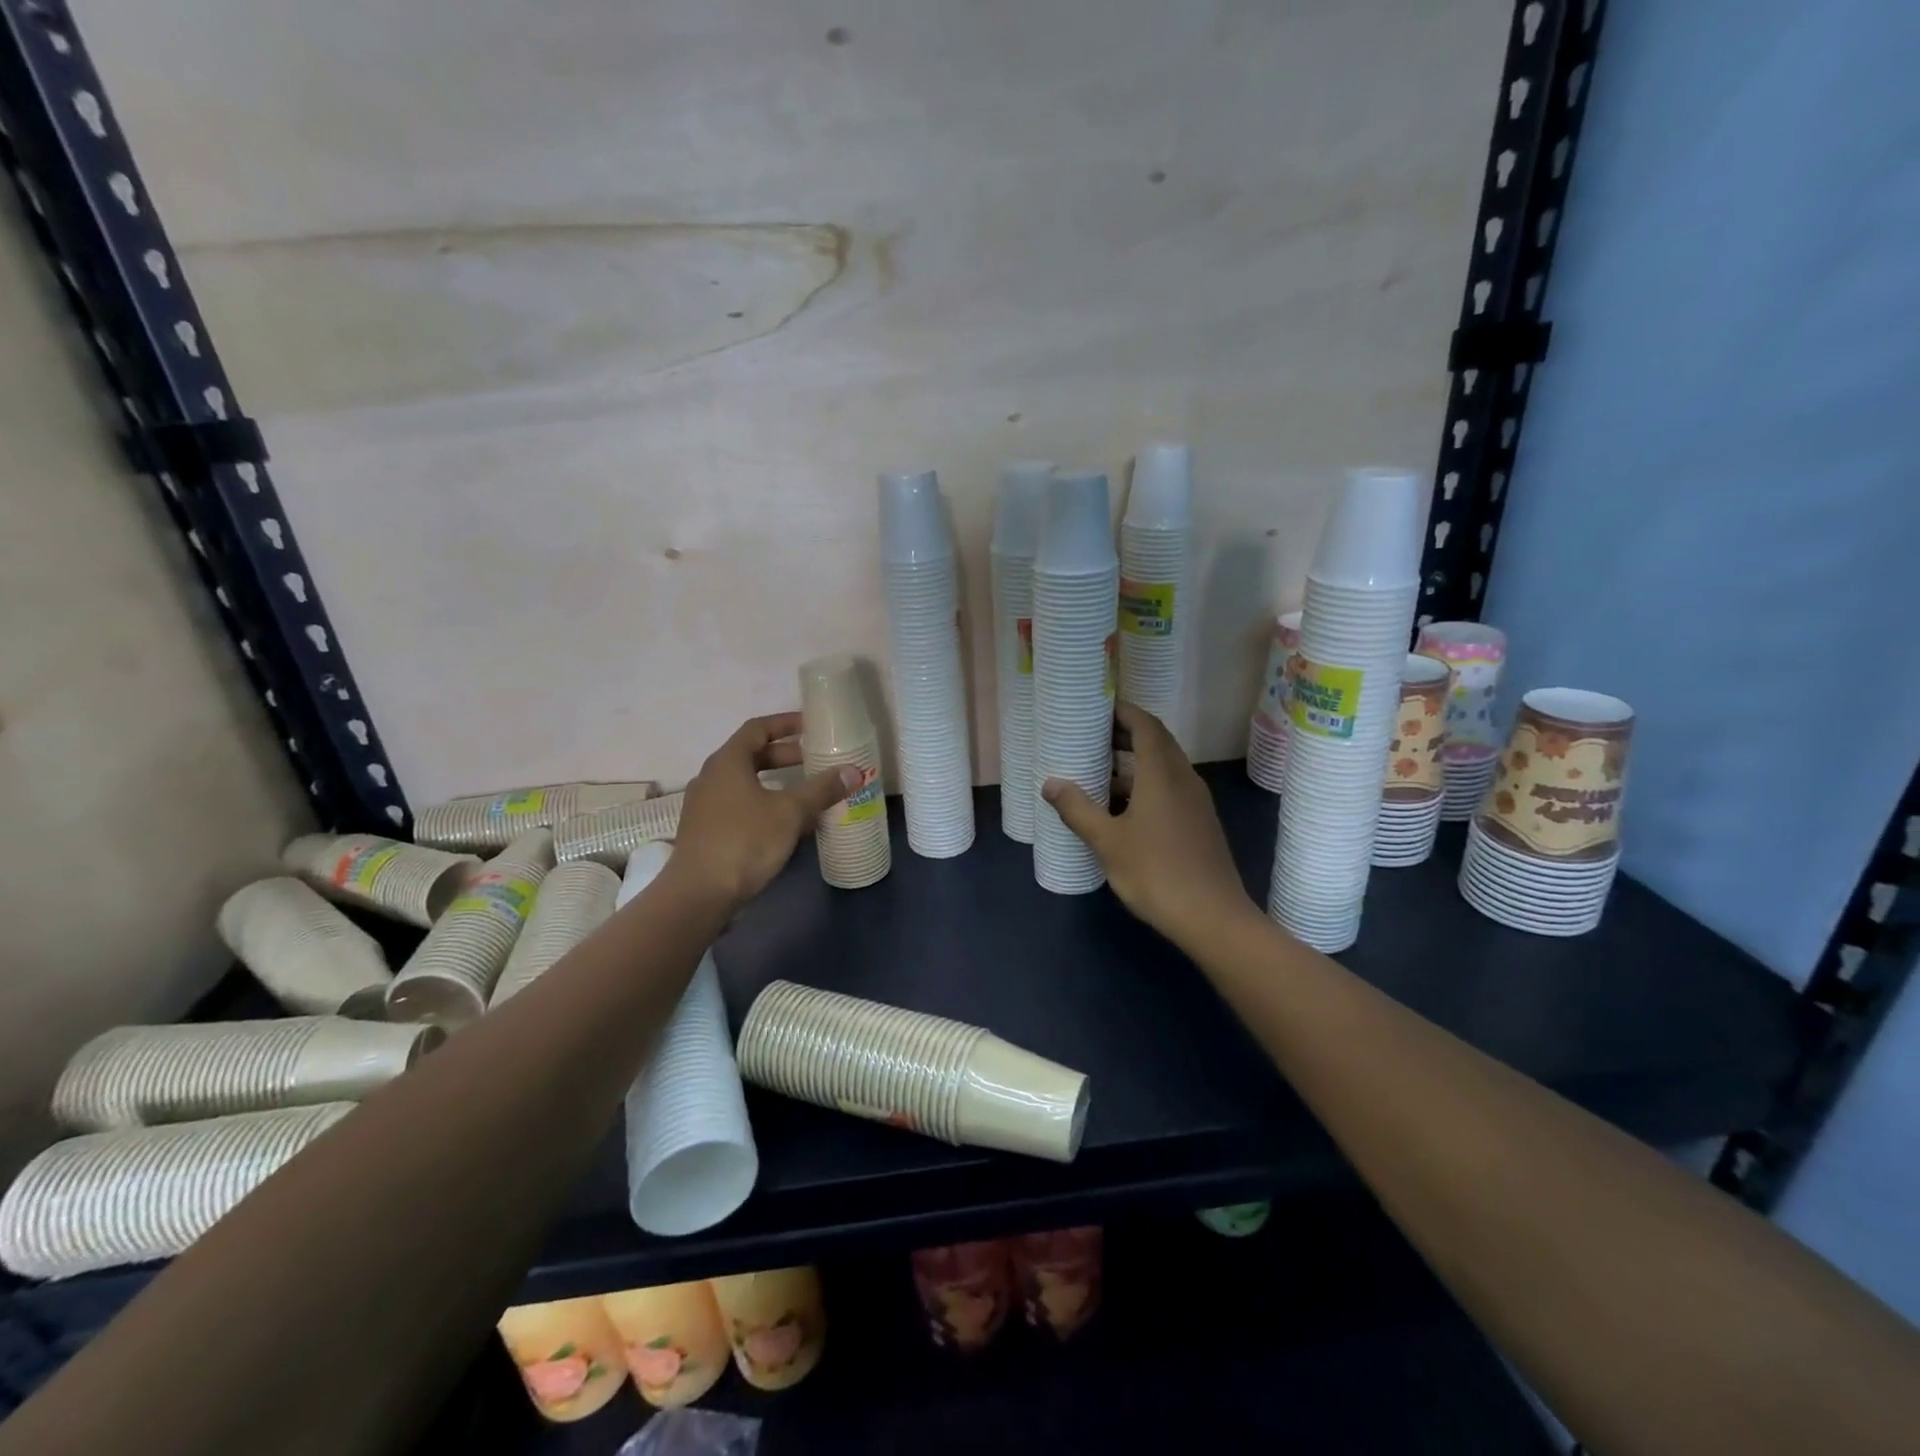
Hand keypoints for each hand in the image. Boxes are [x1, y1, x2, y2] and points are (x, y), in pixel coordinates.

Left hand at [670, 713, 858, 906]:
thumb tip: (853, 771)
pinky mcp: (707, 831)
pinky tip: (787, 823)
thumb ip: (822, 790)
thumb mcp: (790, 813)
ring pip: (747, 782)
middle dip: (785, 755)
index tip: (811, 726)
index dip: (785, 723)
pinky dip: (765, 804)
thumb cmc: (745, 841)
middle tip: (816, 760)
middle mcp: (712, 777)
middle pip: (752, 755)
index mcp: (728, 761)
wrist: (699, 894)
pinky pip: (741, 805)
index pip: (758, 728)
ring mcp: (706, 805)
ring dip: (777, 782)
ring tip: (807, 792)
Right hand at [1042, 703, 1253, 948]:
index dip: (1123, 712)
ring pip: (1163, 767)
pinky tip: (1122, 808)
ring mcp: (1195, 801)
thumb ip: (1078, 809)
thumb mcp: (1108, 842)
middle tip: (1091, 737)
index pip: (1145, 725)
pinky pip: (1170, 788)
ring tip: (1099, 771)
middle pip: (1156, 742)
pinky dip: (1145, 785)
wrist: (1213, 918)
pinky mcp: (1199, 822)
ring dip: (1134, 762)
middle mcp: (1183, 778)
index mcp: (1162, 774)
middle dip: (1125, 735)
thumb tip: (1050, 784)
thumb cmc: (1156, 873)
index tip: (1098, 707)